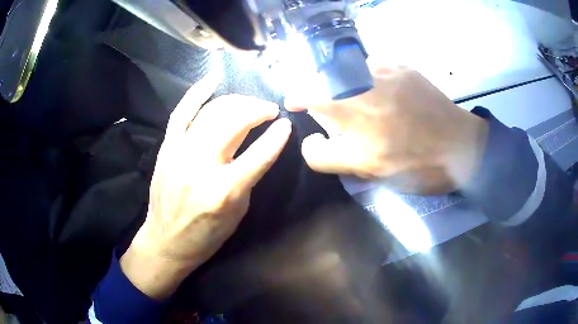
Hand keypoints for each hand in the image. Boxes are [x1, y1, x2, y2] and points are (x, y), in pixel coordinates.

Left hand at [121, 74, 291, 298]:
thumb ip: (249, 177)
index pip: (259, 154)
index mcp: (224, 191)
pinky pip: (181, 111)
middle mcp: (201, 166)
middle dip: (257, 109)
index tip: (287, 124)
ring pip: (212, 112)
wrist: (166, 241)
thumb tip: (260, 146)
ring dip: (237, 101)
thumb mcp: (238, 212)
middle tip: (269, 110)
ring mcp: (180, 153)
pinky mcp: (166, 147)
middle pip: (234, 122)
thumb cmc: (206, 235)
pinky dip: (197, 92)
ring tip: (249, 103)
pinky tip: (213, 80)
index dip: (278, 135)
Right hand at [286, 67, 487, 193]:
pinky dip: (370, 79)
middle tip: (336, 113)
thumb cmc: (413, 164)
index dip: (297, 96)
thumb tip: (311, 139)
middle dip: (323, 91)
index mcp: (350, 108)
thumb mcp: (365, 170)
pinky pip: (375, 67)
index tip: (295, 103)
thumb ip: (326, 156)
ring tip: (366, 105)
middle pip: (325, 77)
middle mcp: (362, 80)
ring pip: (350, 70)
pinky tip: (385, 96)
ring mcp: (385, 69)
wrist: (461, 147)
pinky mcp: (404, 67)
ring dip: (347, 84)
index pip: (307, 93)